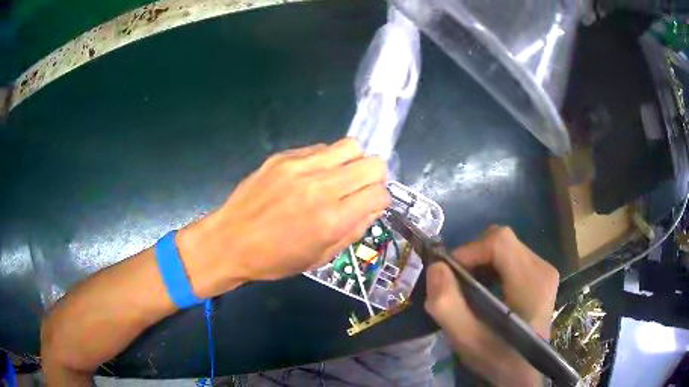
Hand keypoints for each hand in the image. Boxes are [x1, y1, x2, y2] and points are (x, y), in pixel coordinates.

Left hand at [177, 138, 389, 297]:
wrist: (229, 241)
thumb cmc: (275, 259)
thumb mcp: (321, 257)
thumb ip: (354, 230)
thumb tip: (372, 207)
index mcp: (332, 220)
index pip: (380, 194)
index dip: (380, 201)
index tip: (368, 206)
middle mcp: (321, 187)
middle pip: (373, 163)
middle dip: (373, 178)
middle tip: (357, 190)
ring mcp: (300, 166)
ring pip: (351, 146)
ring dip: (352, 162)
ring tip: (337, 178)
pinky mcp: (284, 156)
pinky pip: (321, 148)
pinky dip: (325, 160)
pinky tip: (310, 176)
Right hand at [425, 226, 558, 386]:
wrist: (523, 371)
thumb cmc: (497, 358)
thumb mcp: (466, 340)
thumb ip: (447, 306)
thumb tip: (436, 267)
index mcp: (531, 283)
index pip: (500, 241)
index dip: (470, 249)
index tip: (450, 272)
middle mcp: (543, 268)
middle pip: (503, 240)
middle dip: (474, 255)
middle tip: (457, 282)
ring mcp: (545, 270)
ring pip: (506, 246)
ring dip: (482, 261)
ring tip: (469, 287)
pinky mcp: (542, 275)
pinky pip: (513, 256)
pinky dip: (492, 266)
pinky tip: (486, 288)